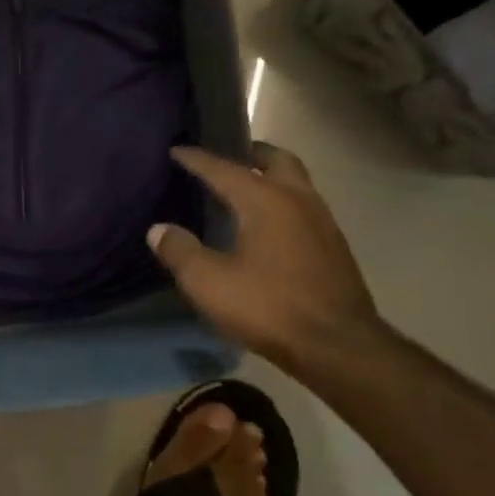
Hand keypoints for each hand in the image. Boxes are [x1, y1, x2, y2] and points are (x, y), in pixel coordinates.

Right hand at [148, 143, 380, 372]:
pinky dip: (282, 202)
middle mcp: (298, 199)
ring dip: (270, 177)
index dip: (197, 159)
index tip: (177, 150)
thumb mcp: (208, 282)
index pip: (225, 169)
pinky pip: (303, 207)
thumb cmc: (267, 306)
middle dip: (250, 153)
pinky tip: (267, 226)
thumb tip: (158, 230)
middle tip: (226, 157)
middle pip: (276, 159)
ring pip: (295, 182)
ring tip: (244, 190)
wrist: (336, 345)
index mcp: (265, 200)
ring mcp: (322, 222)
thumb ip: (179, 251)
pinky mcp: (333, 246)